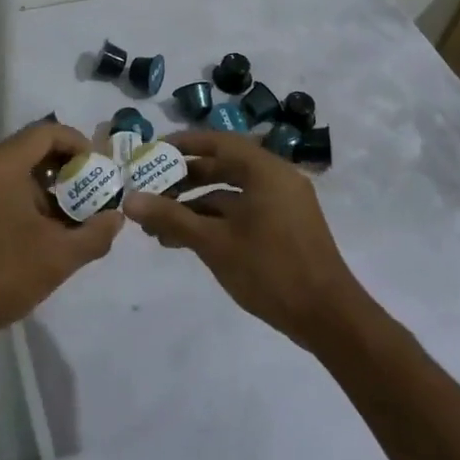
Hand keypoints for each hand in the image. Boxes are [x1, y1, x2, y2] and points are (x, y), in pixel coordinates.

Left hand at [0, 121, 122, 360]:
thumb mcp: (58, 257)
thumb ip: (95, 233)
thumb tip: (115, 217)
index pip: (47, 132)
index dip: (80, 145)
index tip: (100, 171)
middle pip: (29, 149)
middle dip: (64, 170)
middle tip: (91, 195)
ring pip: (11, 171)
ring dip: (43, 188)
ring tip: (69, 219)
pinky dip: (19, 198)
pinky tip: (37, 231)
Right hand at [122, 129, 366, 348]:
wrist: (328, 317)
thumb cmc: (270, 269)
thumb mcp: (214, 243)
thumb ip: (171, 218)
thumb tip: (130, 200)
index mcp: (265, 170)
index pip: (218, 141)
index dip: (183, 144)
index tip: (153, 152)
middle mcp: (277, 179)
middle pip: (223, 166)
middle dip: (185, 179)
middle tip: (150, 189)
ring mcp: (283, 204)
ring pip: (231, 194)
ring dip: (196, 206)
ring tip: (158, 226)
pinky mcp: (285, 228)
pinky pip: (243, 212)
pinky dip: (216, 221)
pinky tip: (186, 241)